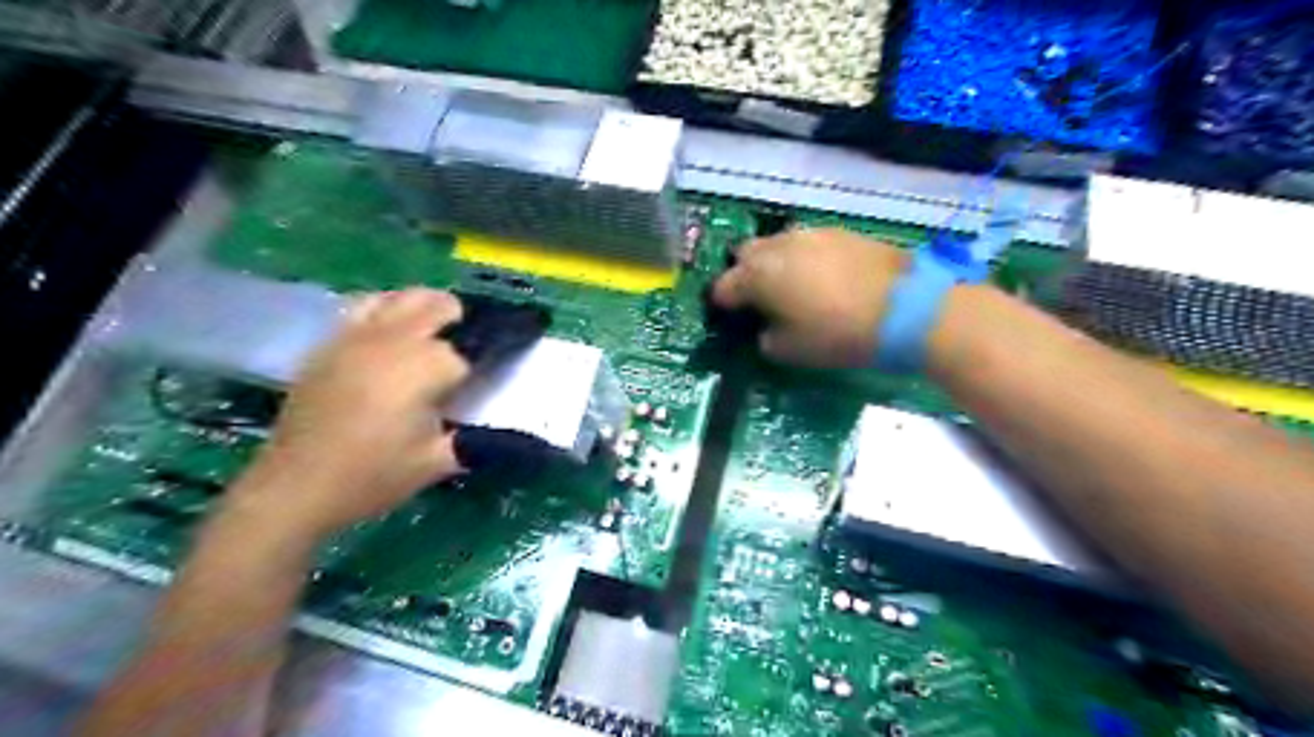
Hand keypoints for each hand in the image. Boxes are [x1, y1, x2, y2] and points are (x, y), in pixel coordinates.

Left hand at [227, 287, 470, 540]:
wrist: (295, 487)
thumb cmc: (372, 475)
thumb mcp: (437, 463)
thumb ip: (473, 441)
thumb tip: (496, 431)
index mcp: (425, 367)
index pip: (467, 352)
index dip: (480, 366)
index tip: (483, 381)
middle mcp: (394, 340)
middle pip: (437, 306)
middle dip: (460, 321)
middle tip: (468, 348)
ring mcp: (358, 337)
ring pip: (401, 298)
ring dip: (426, 306)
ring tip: (435, 328)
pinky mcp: (331, 344)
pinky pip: (364, 306)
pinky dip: (386, 307)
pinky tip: (390, 328)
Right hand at [714, 229, 909, 368]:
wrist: (905, 308)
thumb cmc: (837, 334)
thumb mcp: (791, 351)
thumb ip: (766, 339)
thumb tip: (766, 329)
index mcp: (757, 275)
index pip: (724, 287)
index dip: (724, 305)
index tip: (732, 319)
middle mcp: (777, 246)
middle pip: (745, 255)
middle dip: (745, 274)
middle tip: (760, 299)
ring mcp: (810, 234)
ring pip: (776, 244)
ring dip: (775, 263)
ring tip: (792, 287)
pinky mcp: (839, 231)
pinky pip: (807, 243)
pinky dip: (803, 258)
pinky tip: (821, 278)